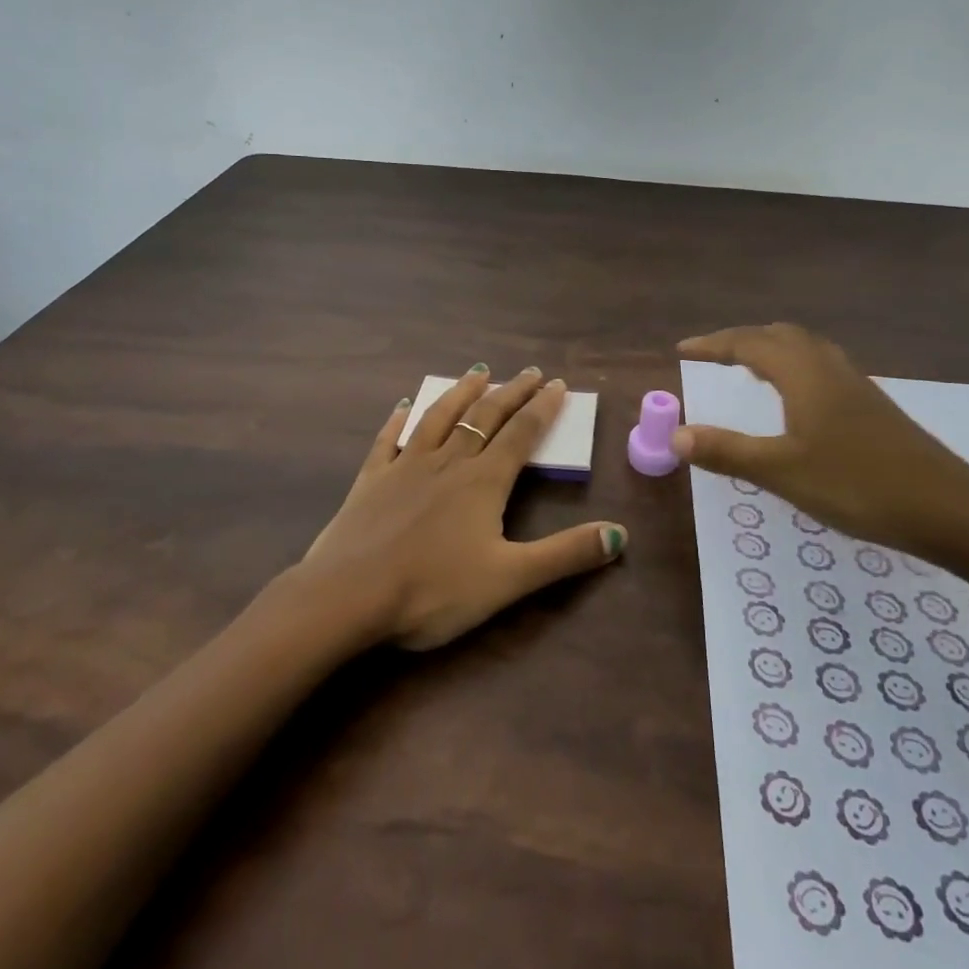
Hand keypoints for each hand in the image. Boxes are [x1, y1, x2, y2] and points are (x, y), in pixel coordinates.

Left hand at [298, 367, 627, 649]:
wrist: (348, 596)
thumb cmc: (433, 590)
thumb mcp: (509, 579)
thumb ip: (564, 555)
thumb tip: (619, 535)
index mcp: (483, 482)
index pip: (521, 434)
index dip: (542, 408)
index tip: (557, 384)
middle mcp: (448, 462)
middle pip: (485, 417)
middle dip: (511, 392)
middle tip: (529, 372)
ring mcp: (405, 466)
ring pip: (439, 417)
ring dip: (461, 393)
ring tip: (477, 373)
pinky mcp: (371, 479)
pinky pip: (388, 440)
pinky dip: (399, 420)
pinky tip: (403, 406)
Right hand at [675, 324, 968, 564]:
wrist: (950, 509)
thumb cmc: (858, 485)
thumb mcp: (783, 472)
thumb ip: (728, 451)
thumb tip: (676, 436)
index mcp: (803, 375)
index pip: (748, 344)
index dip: (712, 345)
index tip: (682, 350)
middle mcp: (828, 368)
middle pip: (779, 336)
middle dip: (741, 340)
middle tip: (712, 356)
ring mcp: (856, 385)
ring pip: (805, 348)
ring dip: (770, 349)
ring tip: (748, 367)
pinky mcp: (872, 406)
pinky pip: (822, 366)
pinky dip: (794, 366)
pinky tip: (797, 398)